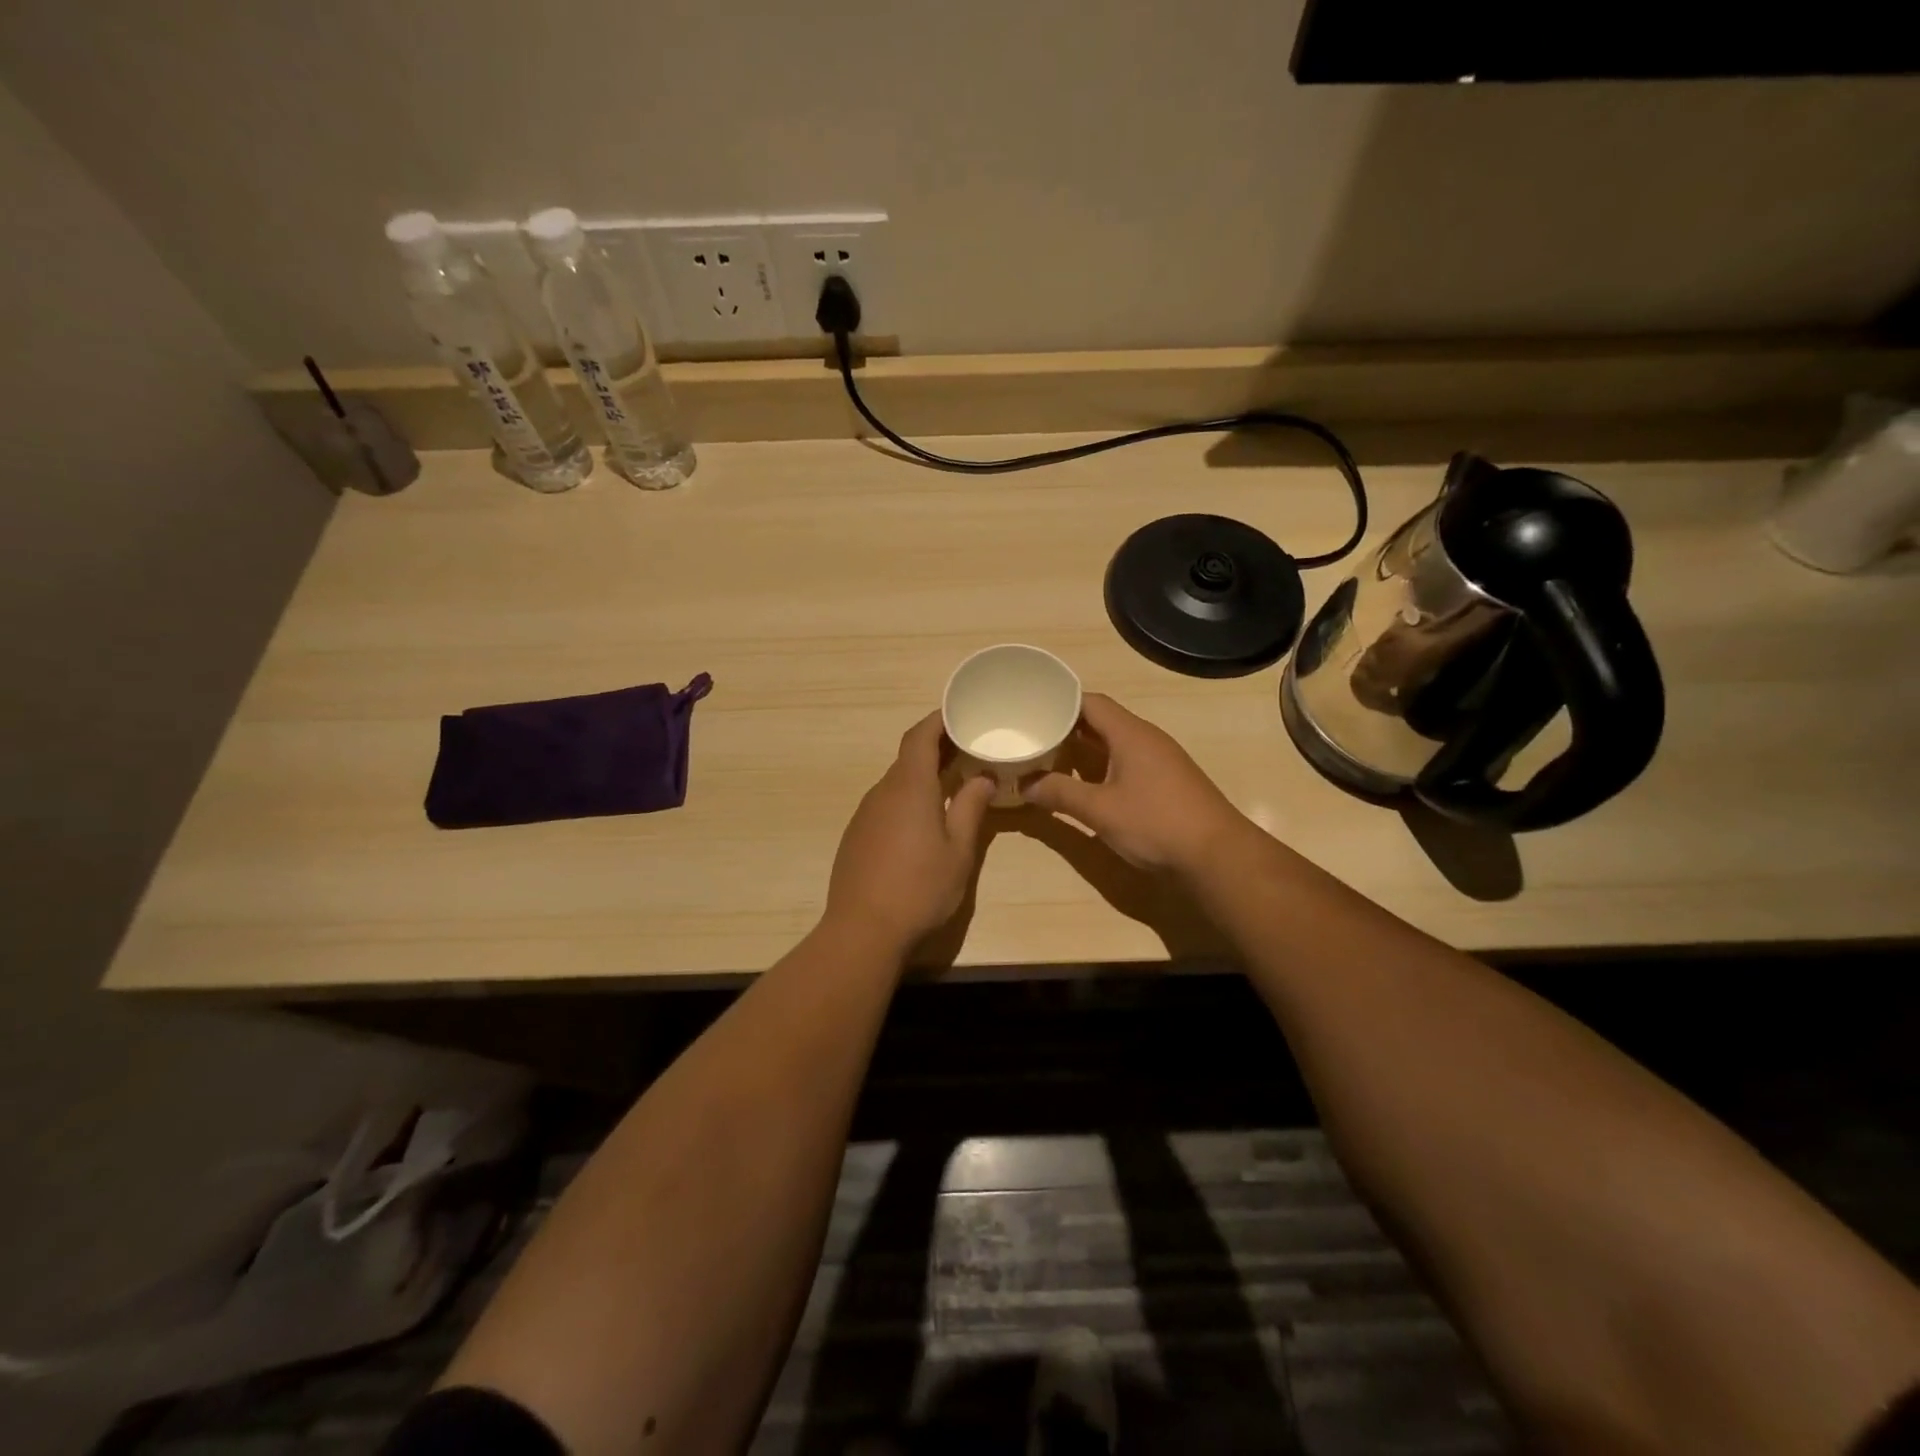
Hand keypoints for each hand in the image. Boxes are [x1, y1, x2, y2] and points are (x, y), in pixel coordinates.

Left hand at [824, 712, 996, 955]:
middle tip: (968, 750)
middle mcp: (882, 792)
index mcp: (909, 787)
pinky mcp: (856, 836)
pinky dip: (907, 799)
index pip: (919, 736)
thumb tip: (983, 777)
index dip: (938, 720)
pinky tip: (923, 822)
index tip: (960, 715)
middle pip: (908, 757)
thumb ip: (971, 808)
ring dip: (922, 776)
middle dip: (936, 748)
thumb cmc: (920, 888)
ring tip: (952, 784)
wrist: (862, 930)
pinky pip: (885, 804)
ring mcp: (865, 814)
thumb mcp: (958, 850)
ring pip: (896, 782)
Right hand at [1020, 693, 1247, 875]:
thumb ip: (1059, 793)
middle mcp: (1146, 739)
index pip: (1090, 702)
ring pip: (1113, 743)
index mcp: (1130, 734)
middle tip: (1032, 735)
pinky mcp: (1166, 782)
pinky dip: (1100, 766)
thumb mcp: (1099, 810)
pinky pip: (1126, 761)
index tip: (1031, 708)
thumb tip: (1023, 784)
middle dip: (1066, 727)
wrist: (1218, 856)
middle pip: (1100, 721)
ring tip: (1049, 758)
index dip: (1059, 701)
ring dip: (1083, 749)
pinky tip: (1084, 784)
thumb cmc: (1156, 824)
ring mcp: (1159, 760)